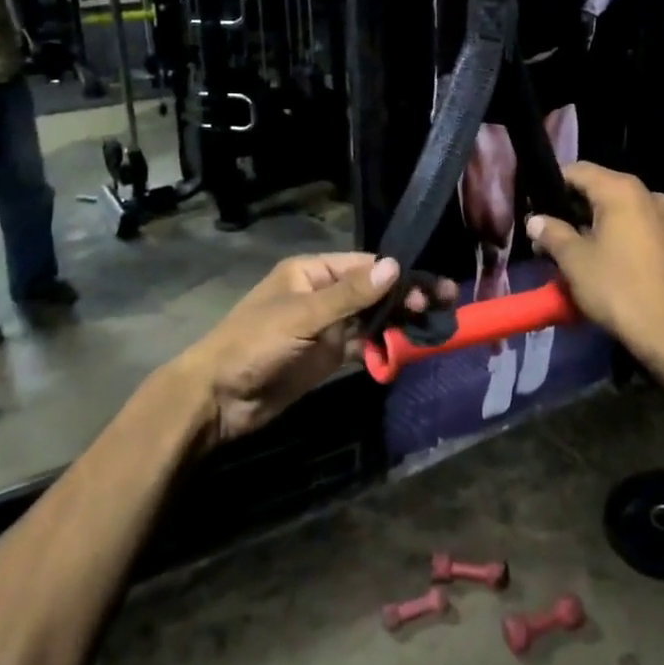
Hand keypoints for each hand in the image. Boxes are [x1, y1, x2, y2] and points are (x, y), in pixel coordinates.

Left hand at [170, 254, 453, 448]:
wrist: (219, 399)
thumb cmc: (254, 344)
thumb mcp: (302, 316)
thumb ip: (350, 295)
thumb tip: (395, 266)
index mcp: (312, 272)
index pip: (365, 266)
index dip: (399, 275)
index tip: (430, 288)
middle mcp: (323, 293)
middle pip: (373, 291)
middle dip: (406, 296)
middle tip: (445, 305)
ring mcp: (326, 325)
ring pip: (372, 317)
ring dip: (400, 320)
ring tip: (435, 325)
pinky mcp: (327, 355)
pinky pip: (363, 343)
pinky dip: (383, 345)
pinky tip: (407, 347)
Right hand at [527, 163, 663, 360]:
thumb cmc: (618, 289)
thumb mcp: (574, 260)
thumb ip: (552, 233)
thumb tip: (535, 220)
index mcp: (622, 190)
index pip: (578, 171)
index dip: (551, 184)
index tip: (531, 205)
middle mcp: (647, 194)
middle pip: (598, 189)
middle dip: (569, 209)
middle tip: (544, 233)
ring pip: (616, 211)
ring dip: (590, 226)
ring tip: (565, 251)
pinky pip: (633, 227)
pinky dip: (611, 237)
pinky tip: (595, 260)